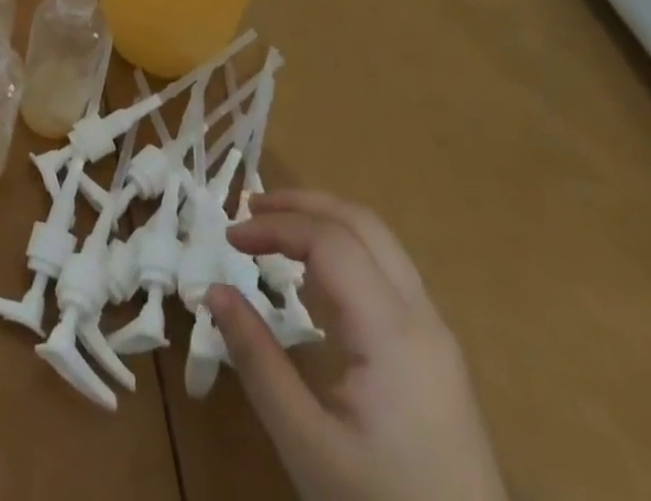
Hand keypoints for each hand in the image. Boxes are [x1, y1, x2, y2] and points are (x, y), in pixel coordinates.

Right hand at [210, 191, 505, 500]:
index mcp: (393, 331)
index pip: (329, 240)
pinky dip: (345, 253)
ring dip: (325, 223)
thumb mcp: (306, 445)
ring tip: (276, 232)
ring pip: (380, 244)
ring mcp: (436, 336)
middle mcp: (421, 317)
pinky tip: (316, 280)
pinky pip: (389, 275)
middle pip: (362, 223)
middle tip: (250, 208)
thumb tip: (213, 292)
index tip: (229, 239)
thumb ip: (257, 361)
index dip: (275, 226)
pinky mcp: (437, 357)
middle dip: (302, 204)